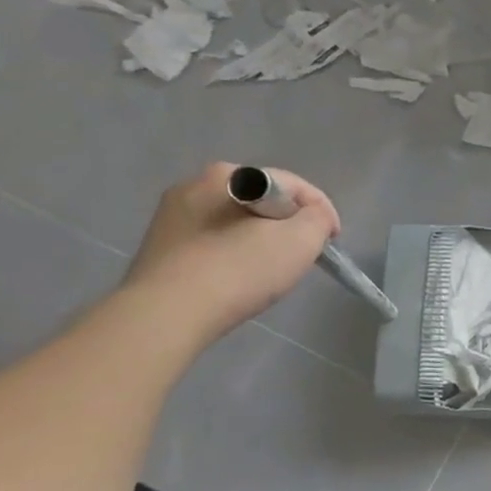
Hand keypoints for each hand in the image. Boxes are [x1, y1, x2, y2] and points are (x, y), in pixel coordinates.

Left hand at [124, 164, 340, 340]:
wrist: (165, 316)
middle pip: (262, 202)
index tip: (332, 240)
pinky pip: (211, 243)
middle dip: (286, 224)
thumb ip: (318, 218)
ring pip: (234, 222)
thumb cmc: (239, 270)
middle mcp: (194, 184)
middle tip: (302, 255)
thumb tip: (313, 217)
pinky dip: (231, 255)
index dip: (320, 211)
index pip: (292, 185)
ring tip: (269, 271)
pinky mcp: (158, 248)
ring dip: (258, 240)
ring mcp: (170, 217)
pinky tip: (236, 280)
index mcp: (229, 175)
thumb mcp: (301, 239)